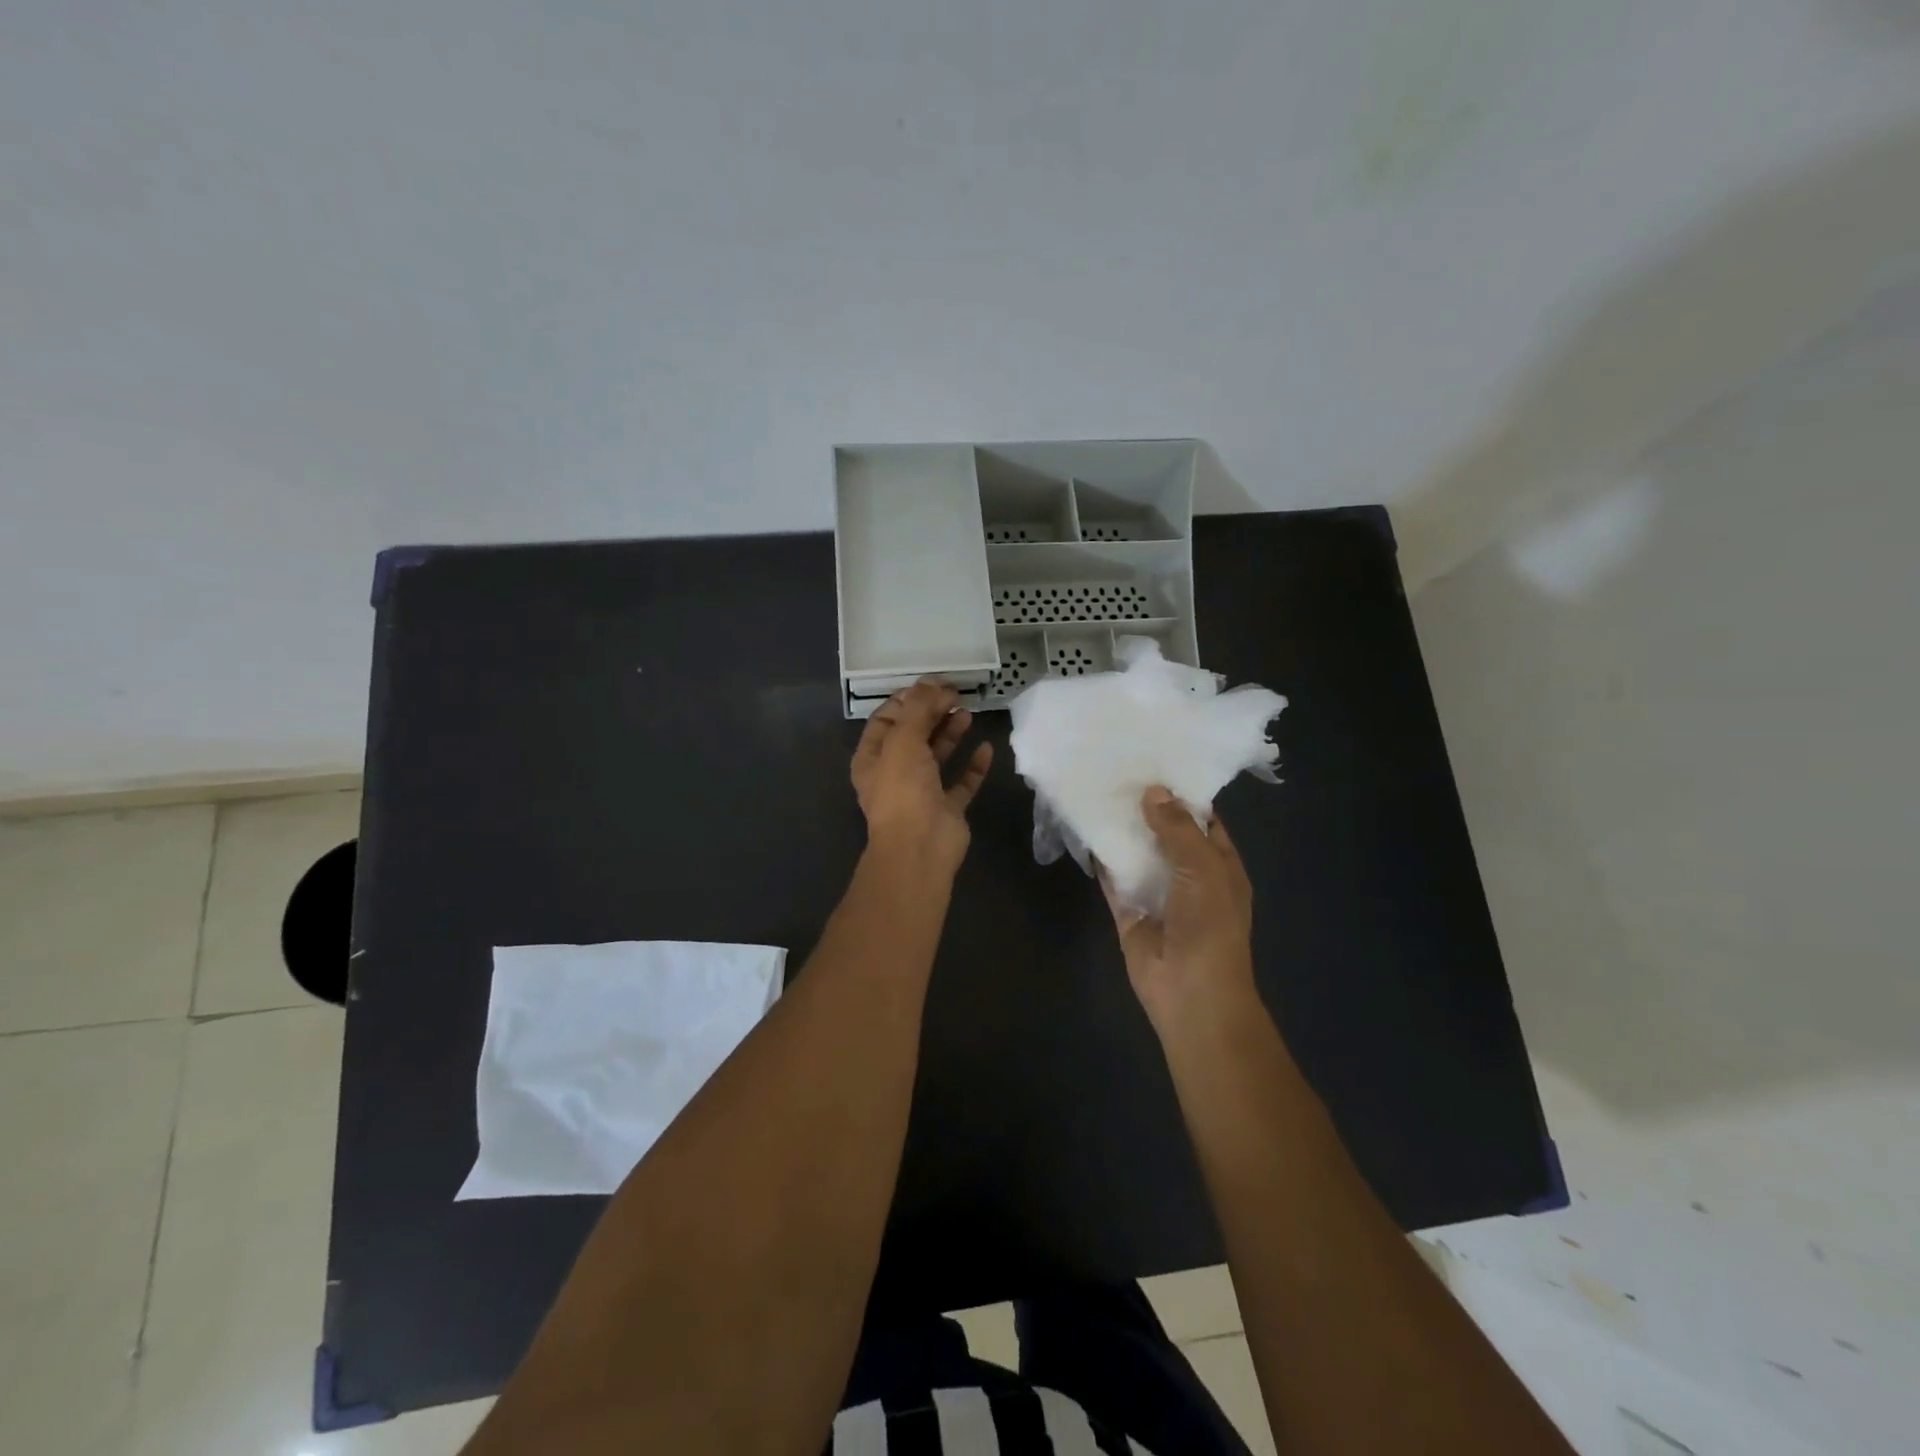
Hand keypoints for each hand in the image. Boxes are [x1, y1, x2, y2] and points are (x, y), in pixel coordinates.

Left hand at [851, 681, 992, 872]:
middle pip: (913, 735)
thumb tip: (932, 681)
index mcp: (873, 758)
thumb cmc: (903, 789)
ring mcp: (921, 792)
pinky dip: (973, 765)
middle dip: (932, 712)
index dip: (907, 700)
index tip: (932, 684)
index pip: (886, 719)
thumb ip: (918, 708)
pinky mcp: (947, 808)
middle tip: (955, 694)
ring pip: (937, 756)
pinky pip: (962, 782)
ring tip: (968, 712)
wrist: (920, 847)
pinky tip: (986, 748)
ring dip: (951, 733)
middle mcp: (894, 773)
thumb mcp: (904, 739)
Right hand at [1104, 787, 1255, 1032]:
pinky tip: (1085, 831)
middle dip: (1146, 809)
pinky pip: (1113, 880)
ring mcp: (1157, 895)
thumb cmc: (1210, 925)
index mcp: (1220, 866)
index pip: (1203, 822)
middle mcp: (1189, 877)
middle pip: (1166, 835)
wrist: (1190, 991)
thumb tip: (1153, 792)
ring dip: (1122, 831)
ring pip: (1137, 855)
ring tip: (1098, 792)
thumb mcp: (1204, 867)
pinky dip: (1101, 860)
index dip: (1183, 795)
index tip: (1156, 764)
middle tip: (1119, 771)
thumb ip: (1178, 828)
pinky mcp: (1129, 912)